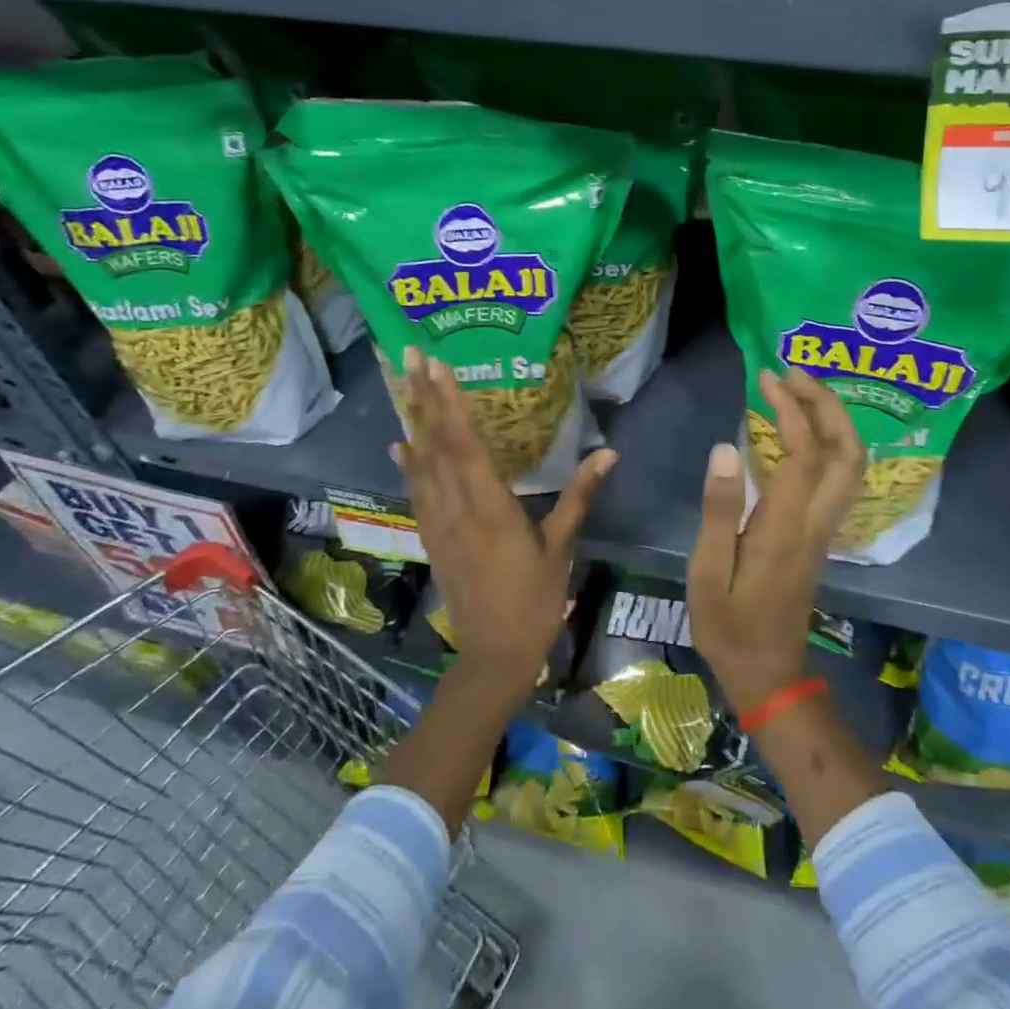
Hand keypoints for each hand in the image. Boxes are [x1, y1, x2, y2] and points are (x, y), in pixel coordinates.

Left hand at [391, 347, 615, 689]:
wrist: (495, 654)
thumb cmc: (537, 600)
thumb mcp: (562, 547)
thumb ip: (580, 495)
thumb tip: (609, 452)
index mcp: (491, 508)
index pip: (465, 445)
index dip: (450, 402)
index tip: (437, 365)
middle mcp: (457, 509)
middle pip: (435, 444)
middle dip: (423, 396)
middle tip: (410, 354)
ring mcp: (439, 523)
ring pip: (420, 463)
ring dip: (412, 420)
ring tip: (403, 383)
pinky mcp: (433, 537)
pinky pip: (417, 491)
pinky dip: (408, 463)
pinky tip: (401, 444)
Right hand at [686, 369, 865, 713]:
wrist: (769, 673)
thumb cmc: (729, 626)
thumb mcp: (708, 572)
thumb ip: (719, 510)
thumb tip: (725, 448)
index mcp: (786, 528)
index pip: (803, 454)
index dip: (791, 410)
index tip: (767, 381)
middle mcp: (816, 522)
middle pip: (847, 452)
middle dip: (827, 404)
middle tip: (793, 374)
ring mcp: (825, 529)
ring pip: (851, 465)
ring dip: (834, 421)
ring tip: (799, 391)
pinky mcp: (821, 535)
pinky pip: (840, 477)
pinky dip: (830, 442)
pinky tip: (802, 431)